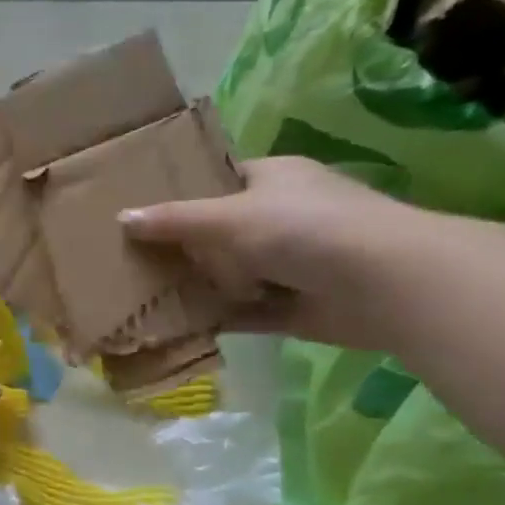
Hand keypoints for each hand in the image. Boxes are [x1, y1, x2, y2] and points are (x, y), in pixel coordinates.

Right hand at [119, 156, 432, 347]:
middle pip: (219, 230)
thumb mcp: (228, 217)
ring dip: (195, 284)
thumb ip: (174, 220)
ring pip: (229, 273)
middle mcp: (282, 217)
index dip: (182, 191)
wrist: (383, 283)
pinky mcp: (291, 305)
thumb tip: (121, 217)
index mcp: (274, 179)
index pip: (219, 180)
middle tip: (129, 255)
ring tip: (140, 291)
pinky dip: (214, 317)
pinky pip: (241, 311)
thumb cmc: (305, 229)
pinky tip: (174, 324)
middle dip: (181, 245)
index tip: (140, 208)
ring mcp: (289, 263)